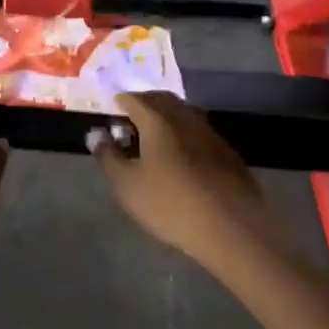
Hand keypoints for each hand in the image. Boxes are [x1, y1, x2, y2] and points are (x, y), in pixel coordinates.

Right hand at [93, 92, 276, 272]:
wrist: (233, 229)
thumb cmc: (170, 204)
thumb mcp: (127, 185)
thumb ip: (108, 156)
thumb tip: (95, 133)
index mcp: (157, 120)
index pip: (134, 99)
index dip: (120, 101)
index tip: (112, 108)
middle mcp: (184, 118)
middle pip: (162, 100)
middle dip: (145, 103)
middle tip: (132, 117)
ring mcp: (210, 134)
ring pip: (184, 114)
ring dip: (168, 118)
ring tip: (156, 136)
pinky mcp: (229, 154)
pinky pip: (200, 133)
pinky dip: (186, 135)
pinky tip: (184, 156)